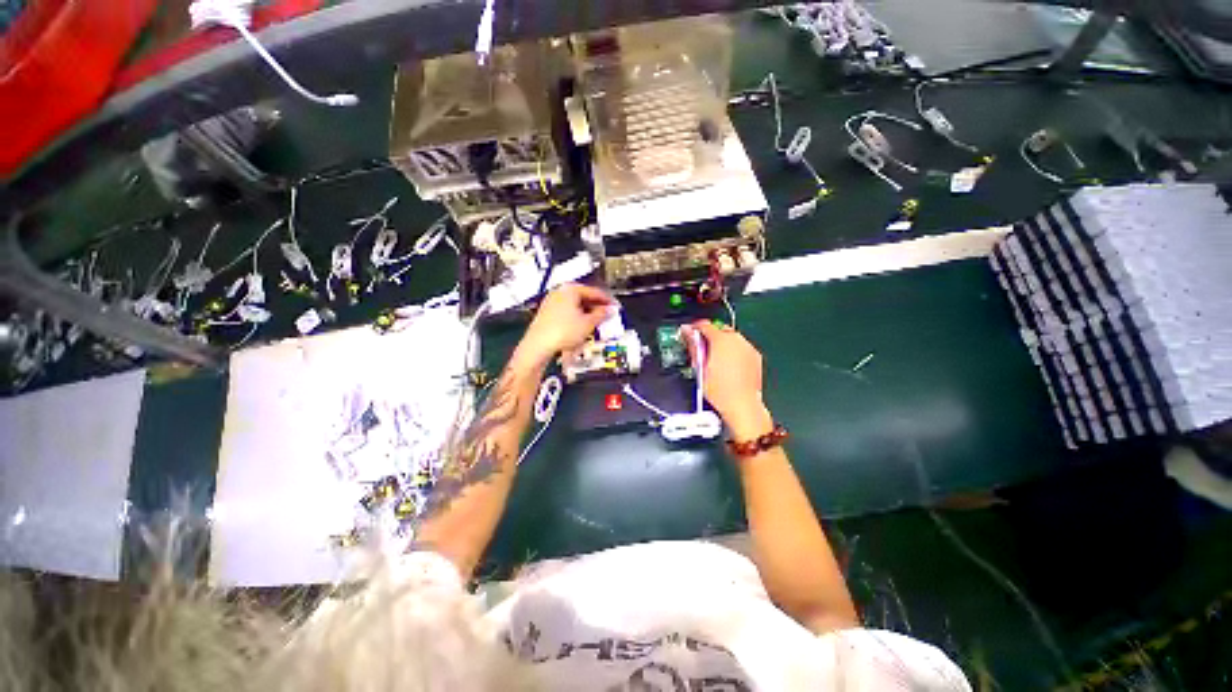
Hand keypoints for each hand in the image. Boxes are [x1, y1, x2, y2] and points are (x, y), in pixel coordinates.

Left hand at [515, 284, 614, 366]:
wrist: (539, 345)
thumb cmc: (559, 332)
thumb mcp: (588, 323)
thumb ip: (602, 314)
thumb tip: (608, 311)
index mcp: (570, 289)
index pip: (595, 292)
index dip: (607, 301)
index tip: (614, 307)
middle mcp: (559, 292)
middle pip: (584, 298)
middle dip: (596, 308)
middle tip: (607, 316)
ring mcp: (552, 303)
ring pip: (575, 306)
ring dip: (587, 314)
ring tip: (596, 324)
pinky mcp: (547, 314)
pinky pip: (567, 313)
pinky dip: (577, 319)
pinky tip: (581, 328)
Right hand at [683, 321, 772, 438]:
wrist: (742, 405)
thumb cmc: (719, 390)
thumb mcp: (700, 368)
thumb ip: (694, 346)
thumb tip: (687, 333)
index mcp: (721, 340)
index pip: (705, 325)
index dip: (694, 328)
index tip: (689, 333)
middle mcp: (737, 340)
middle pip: (720, 329)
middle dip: (709, 335)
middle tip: (700, 348)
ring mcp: (748, 347)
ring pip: (732, 337)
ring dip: (722, 342)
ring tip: (715, 358)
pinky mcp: (755, 356)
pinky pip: (741, 347)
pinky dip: (733, 350)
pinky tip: (728, 364)